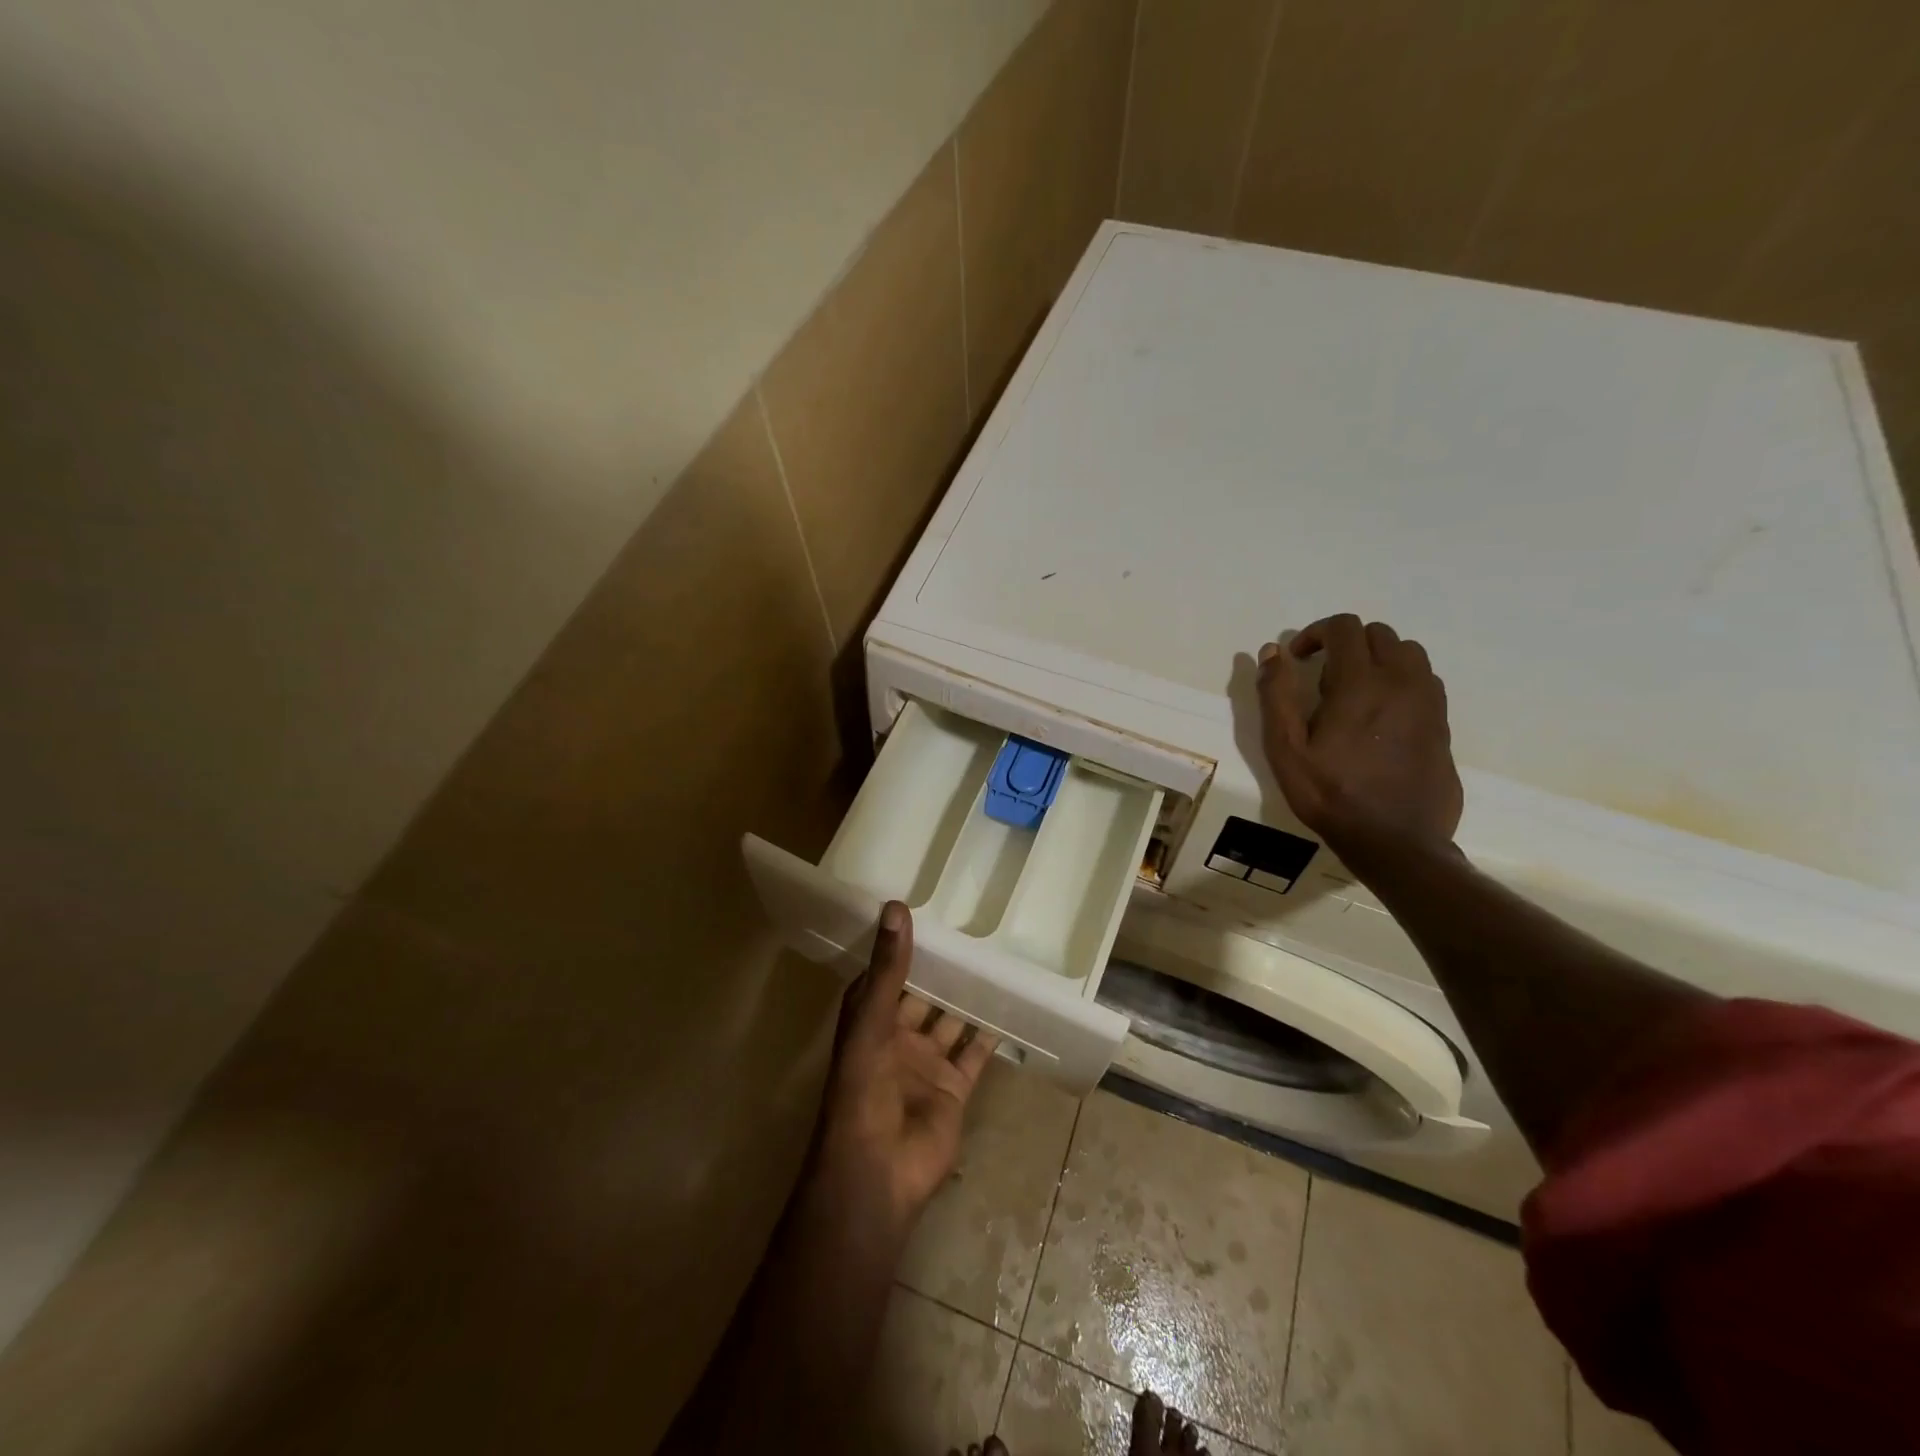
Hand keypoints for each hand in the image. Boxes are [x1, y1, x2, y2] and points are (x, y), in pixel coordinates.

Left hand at [814, 903, 997, 1229]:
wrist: (879, 1169)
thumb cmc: (864, 1088)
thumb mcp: (872, 1020)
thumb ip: (889, 967)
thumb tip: (896, 906)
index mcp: (870, 1019)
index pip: (888, 972)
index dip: (904, 945)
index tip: (929, 910)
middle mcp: (898, 1037)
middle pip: (923, 995)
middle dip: (943, 970)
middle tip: (974, 930)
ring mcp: (926, 1063)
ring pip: (951, 1021)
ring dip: (968, 998)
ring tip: (997, 961)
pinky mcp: (953, 1087)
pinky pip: (975, 1054)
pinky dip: (990, 1035)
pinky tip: (1010, 1008)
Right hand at [1256, 614, 1462, 853]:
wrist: (1395, 841)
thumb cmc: (1330, 795)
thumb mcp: (1285, 749)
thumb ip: (1276, 695)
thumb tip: (1273, 652)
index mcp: (1361, 683)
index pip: (1345, 627)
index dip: (1315, 633)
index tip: (1298, 659)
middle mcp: (1402, 682)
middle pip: (1379, 634)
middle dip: (1346, 644)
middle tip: (1321, 677)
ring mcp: (1428, 703)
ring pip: (1408, 653)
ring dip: (1377, 658)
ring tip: (1353, 691)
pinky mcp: (1443, 724)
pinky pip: (1424, 681)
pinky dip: (1400, 680)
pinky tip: (1380, 714)